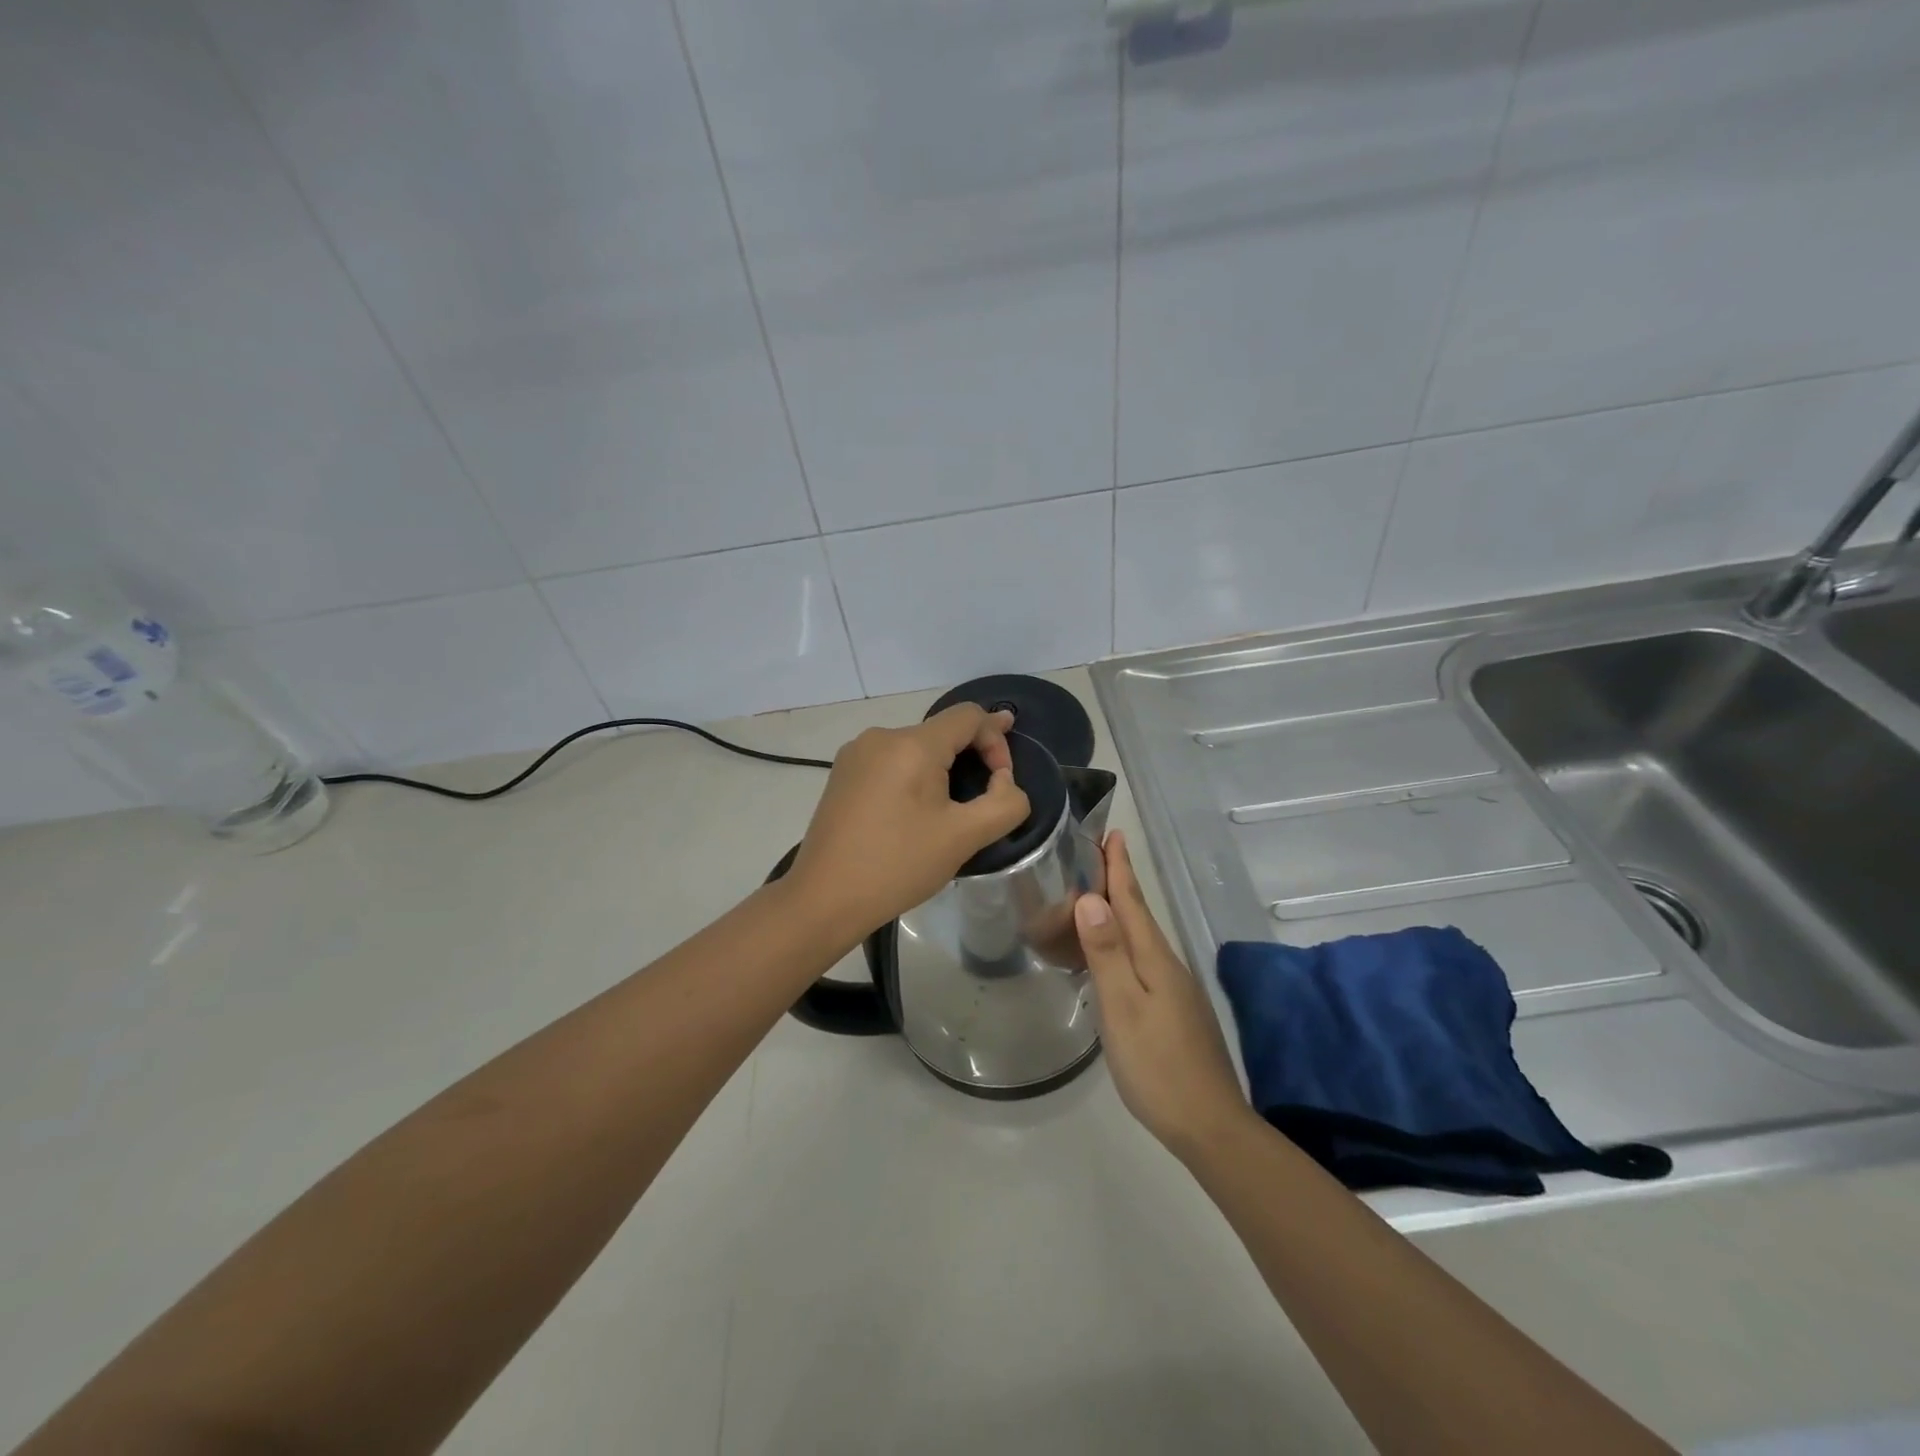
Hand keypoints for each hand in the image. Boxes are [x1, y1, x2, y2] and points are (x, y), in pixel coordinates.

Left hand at [788, 704, 1029, 938]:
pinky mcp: (842, 774)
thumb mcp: (964, 837)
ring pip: (915, 748)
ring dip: (942, 770)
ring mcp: (856, 754)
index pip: (969, 716)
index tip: (1003, 780)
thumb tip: (1004, 782)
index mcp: (911, 744)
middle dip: (971, 757)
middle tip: (985, 797)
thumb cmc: (897, 865)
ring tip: (949, 812)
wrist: (823, 898)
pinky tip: (913, 814)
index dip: (997, 740)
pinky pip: (891, 762)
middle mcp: (881, 737)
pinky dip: (913, 777)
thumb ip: (1004, 803)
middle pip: (942, 731)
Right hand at [1075, 831, 1251, 1158]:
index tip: (1113, 833)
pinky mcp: (1175, 1011)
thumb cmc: (1157, 1065)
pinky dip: (1124, 944)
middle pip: (1139, 914)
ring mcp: (1175, 990)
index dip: (1120, 867)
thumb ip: (1106, 953)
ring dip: (1121, 912)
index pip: (1133, 901)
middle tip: (1095, 856)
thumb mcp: (1123, 1007)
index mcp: (1154, 958)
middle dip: (1119, 882)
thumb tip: (1091, 898)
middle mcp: (1168, 965)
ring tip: (1096, 897)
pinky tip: (1113, 956)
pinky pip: (1143, 961)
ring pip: (1142, 939)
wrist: (1209, 1125)